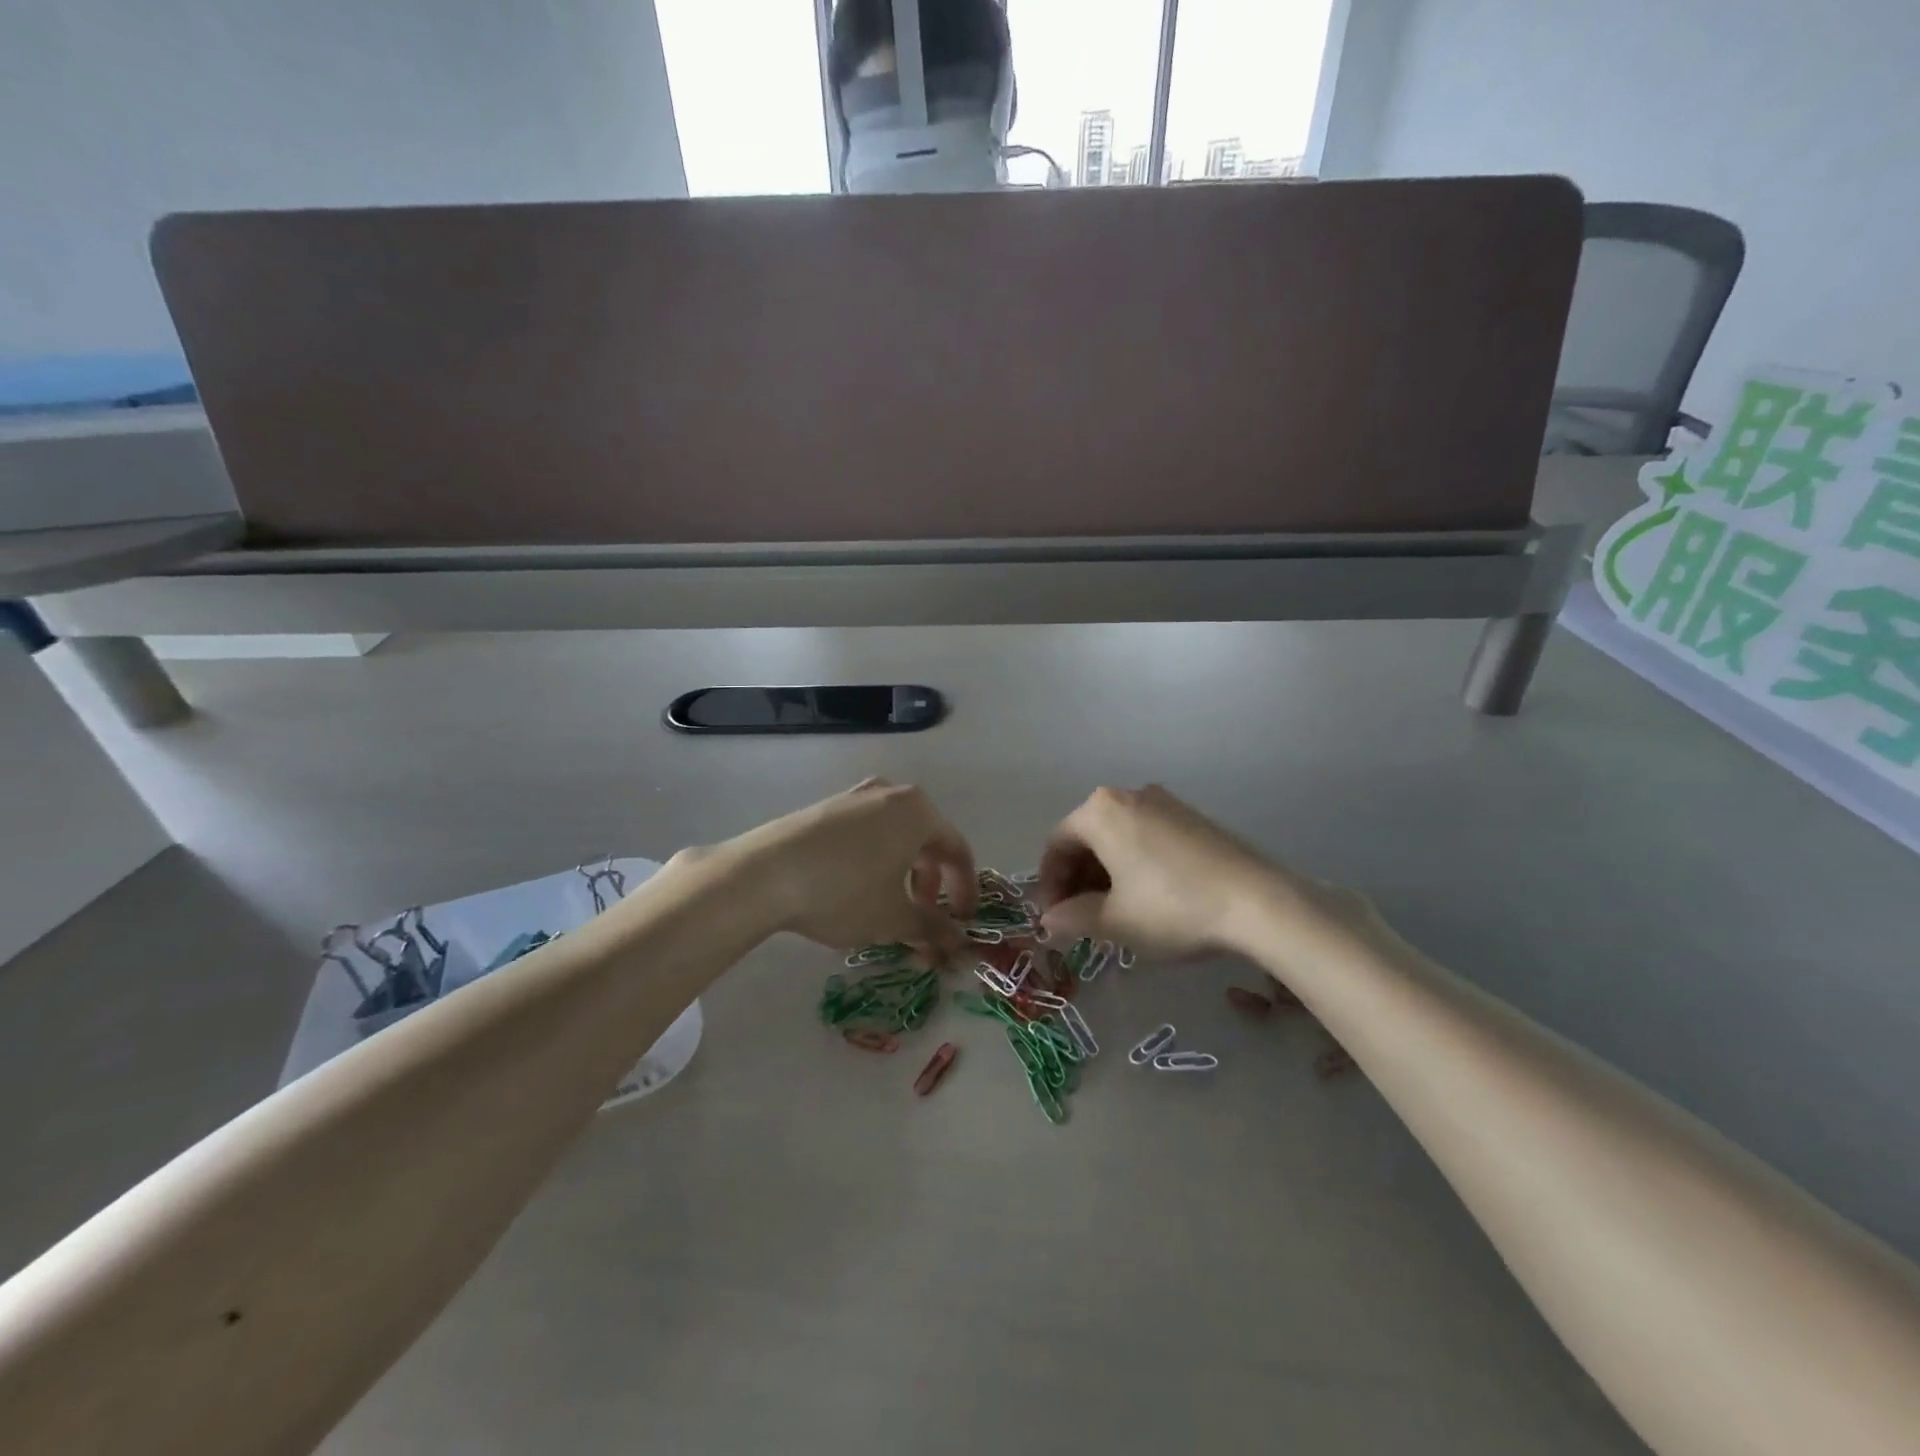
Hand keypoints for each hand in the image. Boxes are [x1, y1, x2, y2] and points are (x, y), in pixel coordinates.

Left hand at [717, 778, 977, 962]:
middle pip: (927, 842)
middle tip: (923, 921)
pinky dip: (875, 861)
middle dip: (931, 886)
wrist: (764, 873)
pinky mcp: (826, 807)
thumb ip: (934, 929)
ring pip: (895, 837)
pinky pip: (867, 834)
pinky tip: (855, 890)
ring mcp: (856, 796)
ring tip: (888, 909)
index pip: (958, 851)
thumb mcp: (895, 918)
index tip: (961, 924)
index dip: (965, 891)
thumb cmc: (845, 892)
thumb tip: (959, 942)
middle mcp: (892, 794)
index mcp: (920, 811)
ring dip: (903, 875)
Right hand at [1036, 785, 1368, 961]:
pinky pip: (1146, 836)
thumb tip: (1048, 921)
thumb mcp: (1115, 921)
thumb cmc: (1172, 907)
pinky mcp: (1192, 817)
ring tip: (1112, 912)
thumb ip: (1072, 918)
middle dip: (1077, 878)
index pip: (1057, 844)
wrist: (1258, 901)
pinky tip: (1146, 897)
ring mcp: (1165, 802)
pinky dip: (1134, 864)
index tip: (1053, 918)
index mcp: (1100, 811)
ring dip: (1105, 873)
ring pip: (1117, 837)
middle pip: (1087, 837)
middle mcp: (1129, 795)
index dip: (1049, 884)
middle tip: (1080, 918)